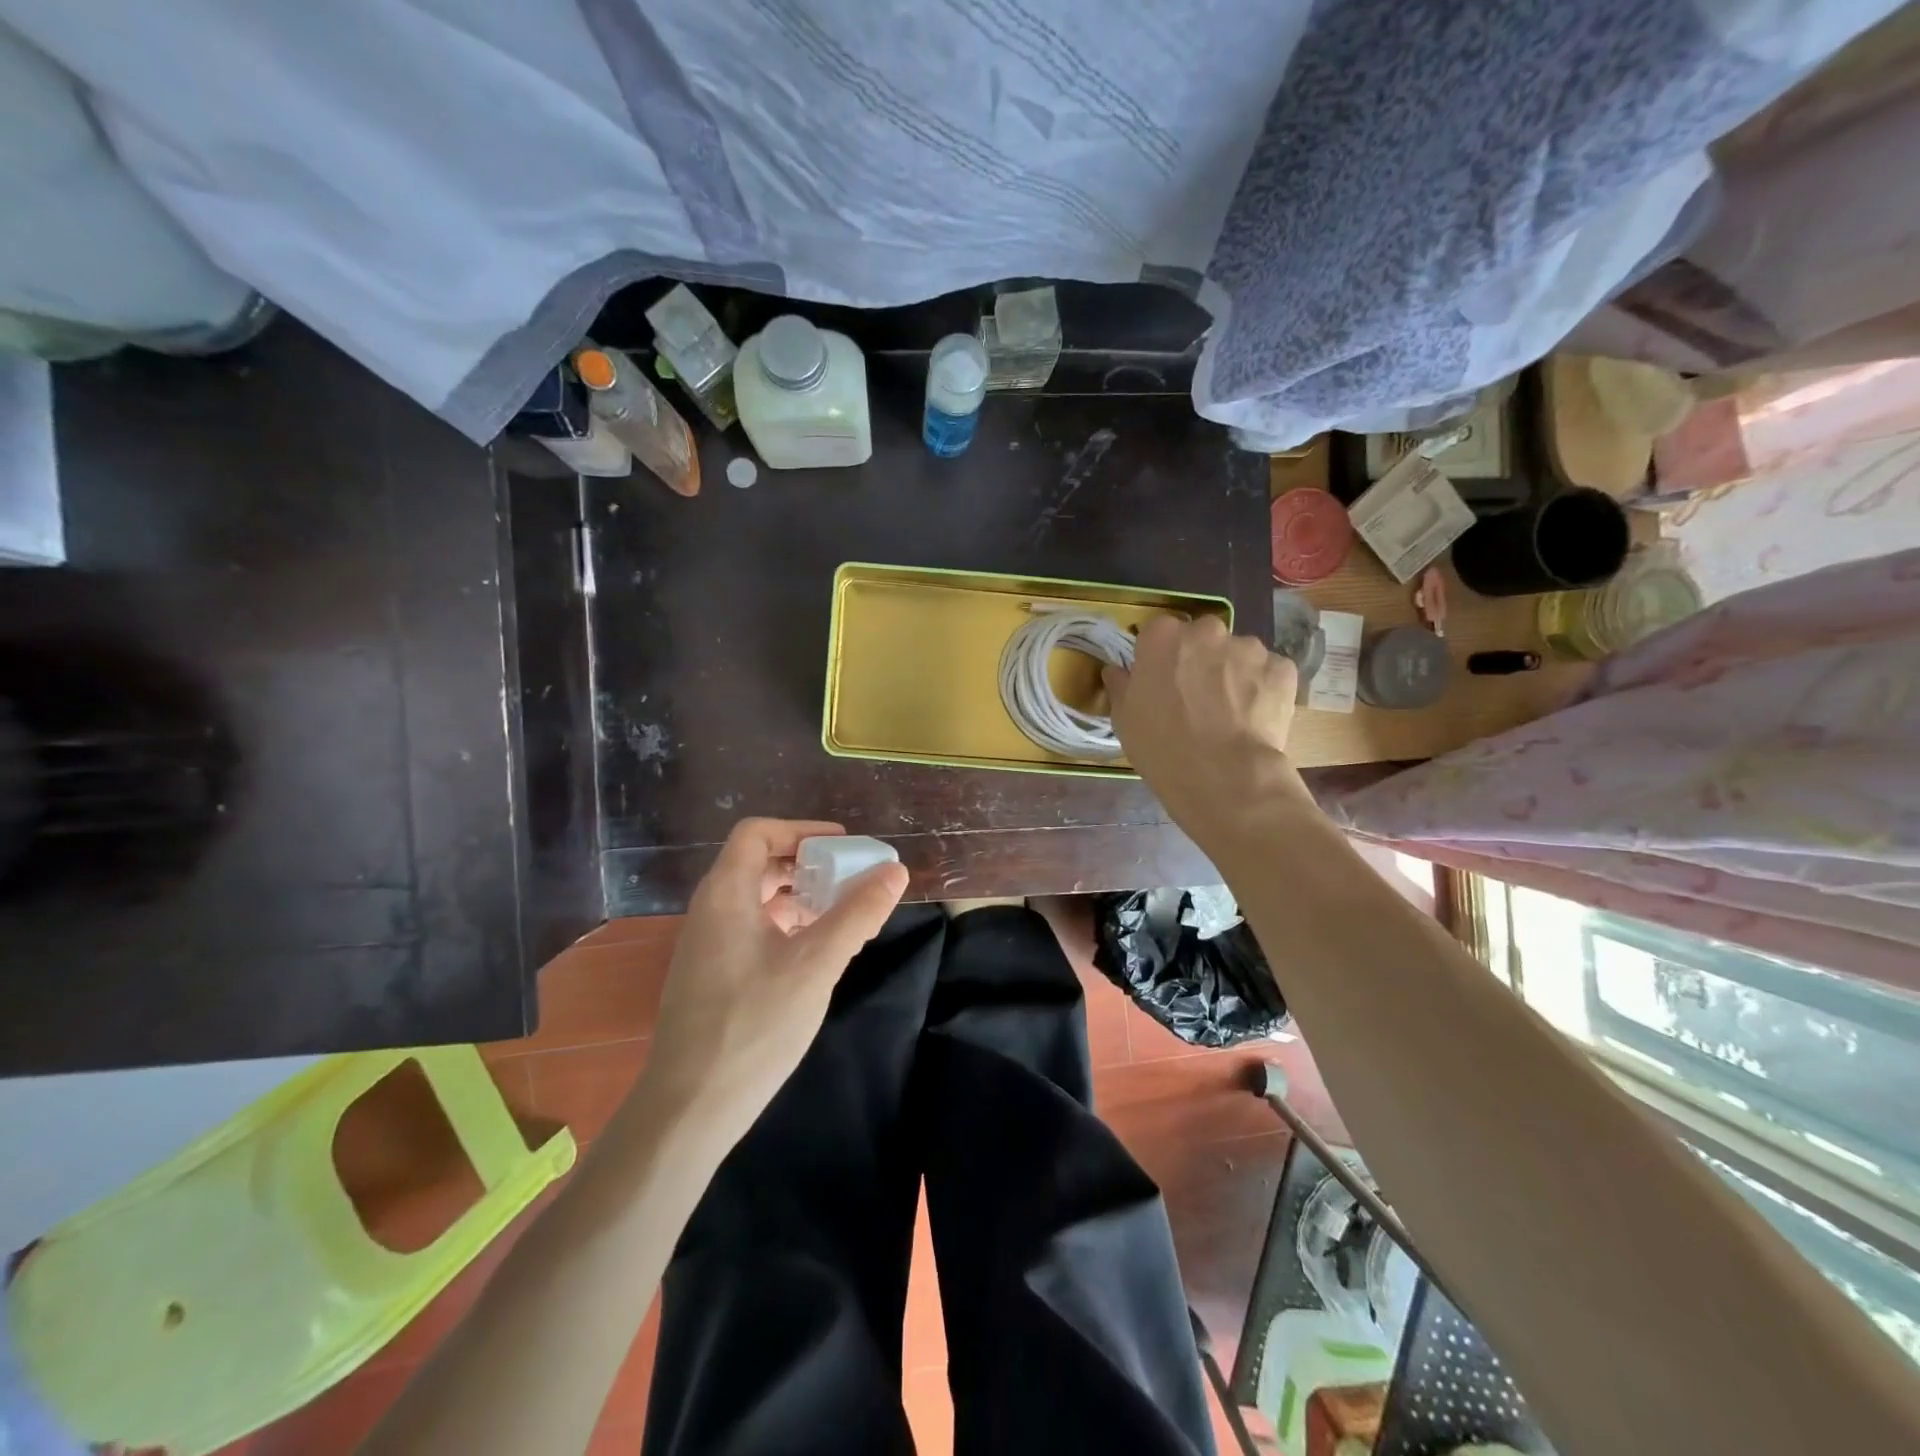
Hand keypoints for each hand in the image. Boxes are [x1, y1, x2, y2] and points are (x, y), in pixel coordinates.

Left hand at [638, 818, 907, 1147]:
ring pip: (755, 900)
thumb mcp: (815, 965)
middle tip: (849, 878)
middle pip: (757, 864)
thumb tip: (895, 871)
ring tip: (839, 914)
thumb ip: (856, 914)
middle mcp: (710, 911)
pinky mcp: (710, 976)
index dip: (800, 830)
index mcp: (725, 895)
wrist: (689, 1108)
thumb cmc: (753, 1025)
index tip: (842, 844)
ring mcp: (706, 946)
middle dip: (806, 864)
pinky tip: (813, 952)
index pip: (756, 833)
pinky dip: (785, 926)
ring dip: (798, 897)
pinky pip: (750, 930)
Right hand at [1103, 615, 1304, 831]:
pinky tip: (1255, 718)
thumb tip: (1116, 671)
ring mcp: (1249, 647)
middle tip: (1197, 695)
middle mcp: (1206, 631)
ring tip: (1231, 712)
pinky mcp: (1282, 668)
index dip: (1160, 656)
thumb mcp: (1124, 719)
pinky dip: (1263, 689)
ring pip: (1239, 654)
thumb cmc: (1161, 745)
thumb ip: (1121, 686)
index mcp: (1162, 637)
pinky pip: (1270, 673)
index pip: (1158, 632)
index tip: (1161, 680)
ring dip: (1234, 673)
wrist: (1222, 774)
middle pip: (1202, 637)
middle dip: (1201, 658)